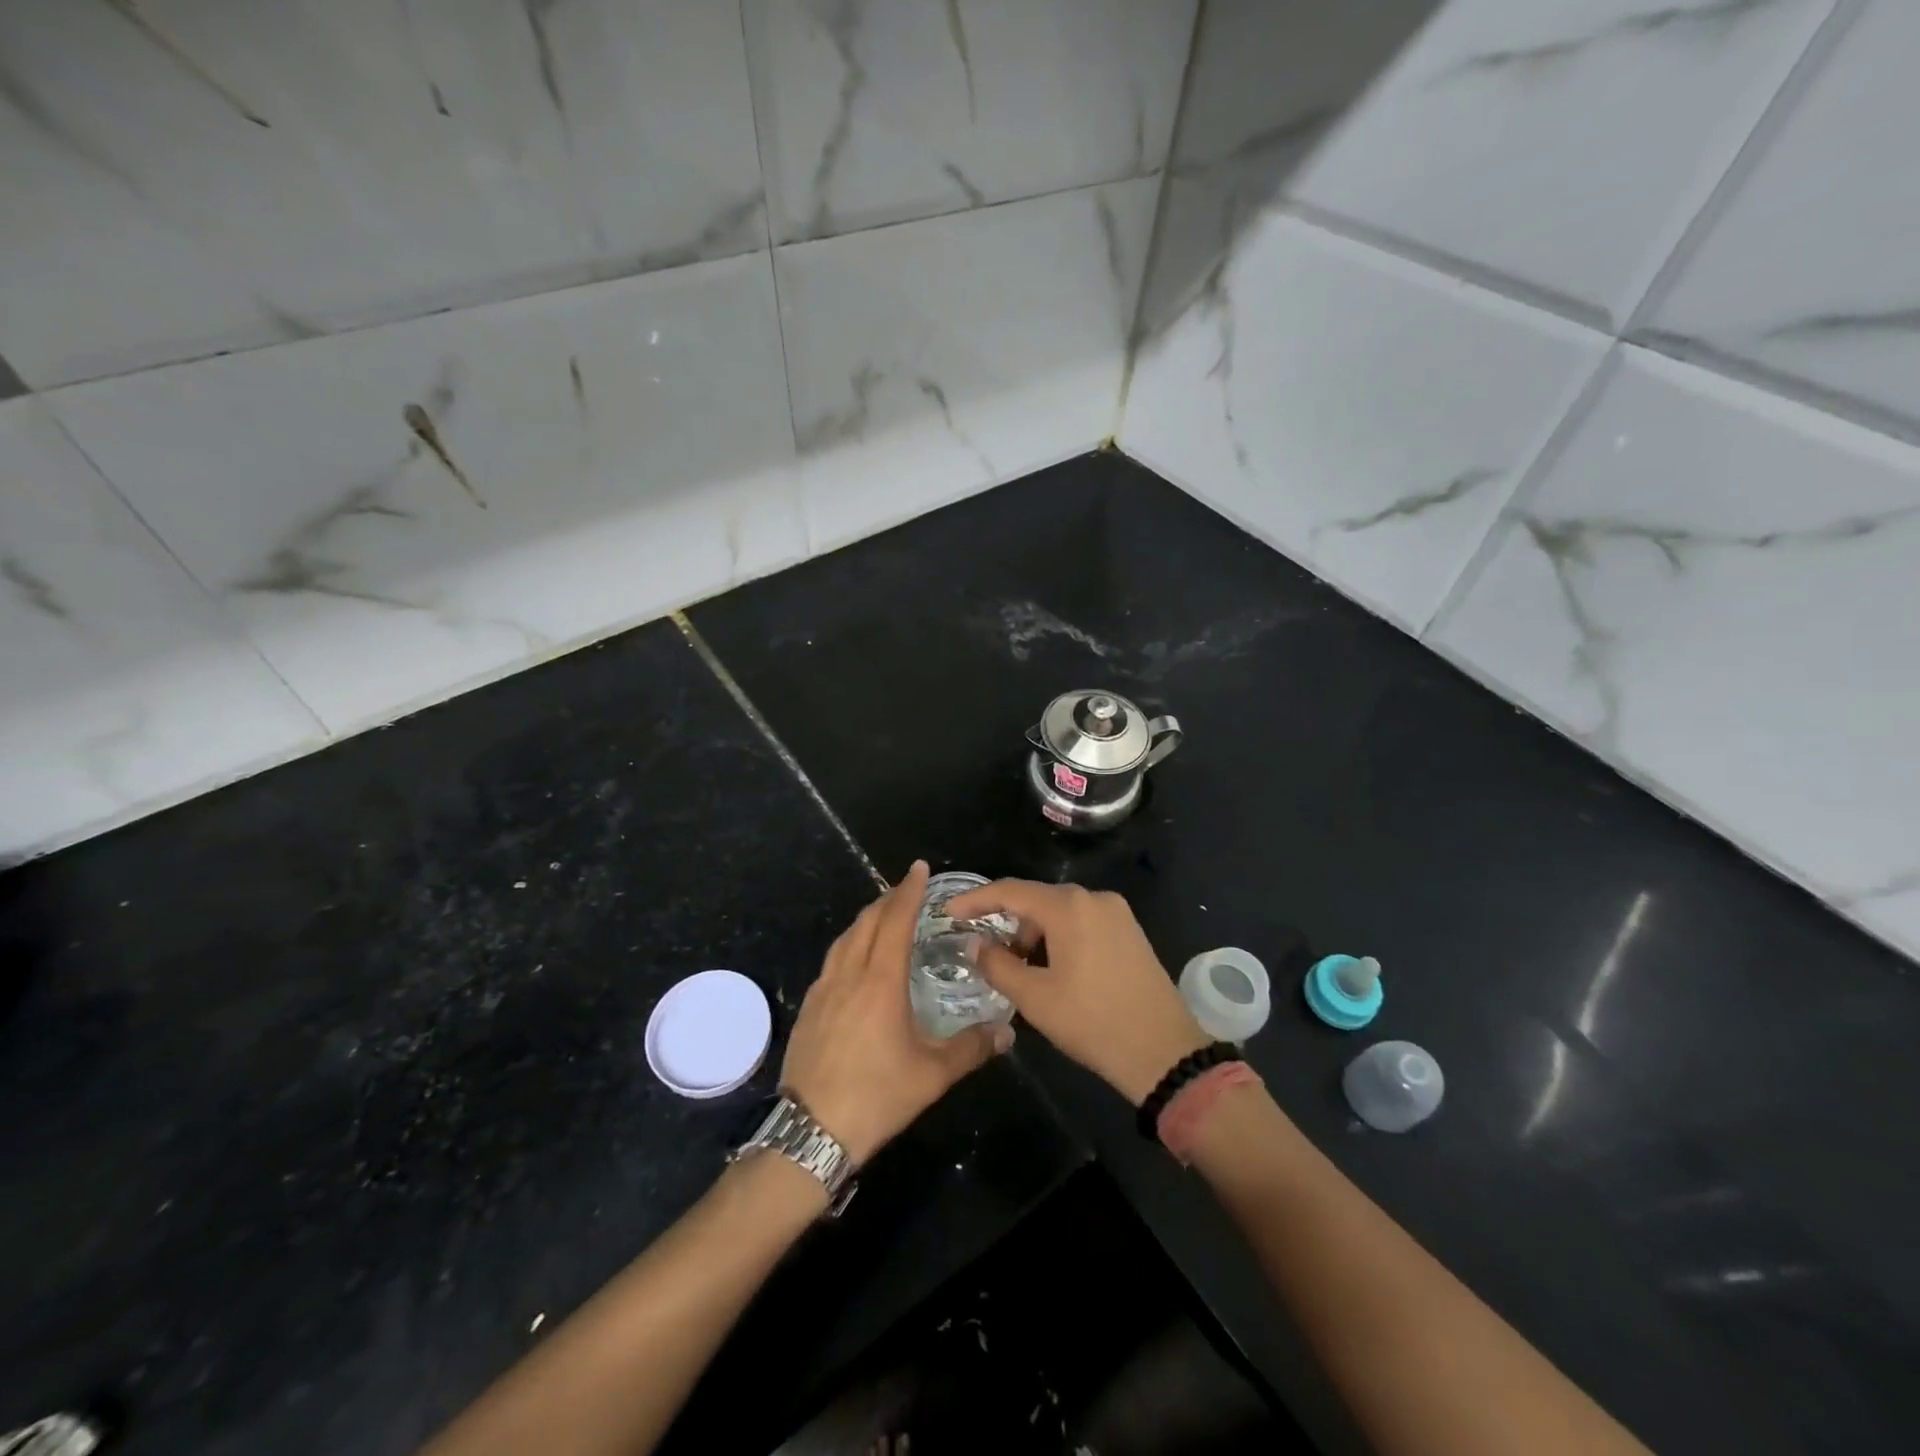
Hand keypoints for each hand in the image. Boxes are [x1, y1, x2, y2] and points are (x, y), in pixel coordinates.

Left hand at [781, 861, 1012, 1164]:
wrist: (810, 1132)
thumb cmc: (876, 1097)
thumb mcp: (932, 1076)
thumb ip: (972, 1049)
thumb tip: (1007, 1033)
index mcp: (880, 981)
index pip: (895, 921)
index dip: (908, 891)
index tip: (919, 868)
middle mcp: (848, 975)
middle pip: (866, 921)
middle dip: (888, 898)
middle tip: (908, 889)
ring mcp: (823, 990)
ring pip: (845, 938)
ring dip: (866, 919)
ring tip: (883, 916)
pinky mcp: (809, 1008)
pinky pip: (832, 960)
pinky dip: (849, 944)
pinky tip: (856, 961)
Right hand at [945, 880, 1210, 1105]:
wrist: (1163, 1051)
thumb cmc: (1092, 1022)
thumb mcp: (1034, 998)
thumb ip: (997, 964)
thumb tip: (975, 944)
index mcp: (1069, 906)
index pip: (1010, 891)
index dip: (975, 900)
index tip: (949, 914)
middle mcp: (1094, 898)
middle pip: (1036, 899)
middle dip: (1007, 923)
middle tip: (987, 954)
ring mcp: (1117, 913)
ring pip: (1060, 912)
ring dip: (1034, 934)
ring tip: (1021, 970)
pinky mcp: (1130, 931)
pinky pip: (1082, 922)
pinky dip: (1059, 938)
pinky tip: (1052, 968)